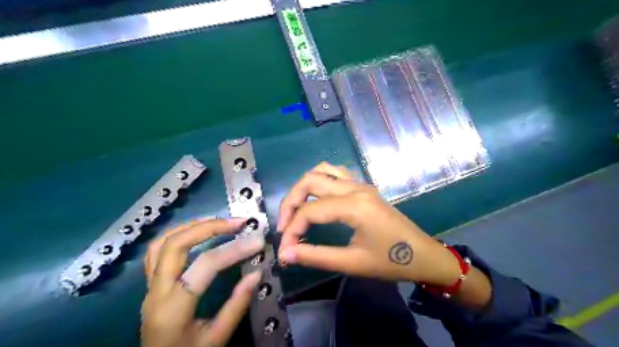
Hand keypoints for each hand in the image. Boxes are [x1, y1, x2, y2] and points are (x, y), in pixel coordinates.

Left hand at [141, 220, 264, 346]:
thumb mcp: (217, 339)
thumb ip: (237, 305)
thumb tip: (257, 273)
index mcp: (173, 309)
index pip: (205, 265)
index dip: (234, 249)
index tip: (258, 240)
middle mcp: (156, 292)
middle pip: (175, 244)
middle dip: (209, 227)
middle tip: (237, 222)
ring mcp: (149, 287)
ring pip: (161, 243)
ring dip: (192, 226)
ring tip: (219, 222)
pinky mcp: (150, 285)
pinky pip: (157, 251)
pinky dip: (178, 234)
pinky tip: (197, 233)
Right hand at [278, 161, 460, 284]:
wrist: (424, 255)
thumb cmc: (391, 262)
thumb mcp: (353, 263)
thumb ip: (316, 256)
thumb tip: (285, 253)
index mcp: (354, 205)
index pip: (309, 210)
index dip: (291, 229)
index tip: (284, 250)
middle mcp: (355, 188)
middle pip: (310, 181)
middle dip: (290, 202)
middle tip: (284, 226)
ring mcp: (360, 184)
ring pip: (322, 171)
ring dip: (303, 187)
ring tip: (296, 210)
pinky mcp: (364, 187)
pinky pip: (335, 174)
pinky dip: (319, 182)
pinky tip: (316, 199)